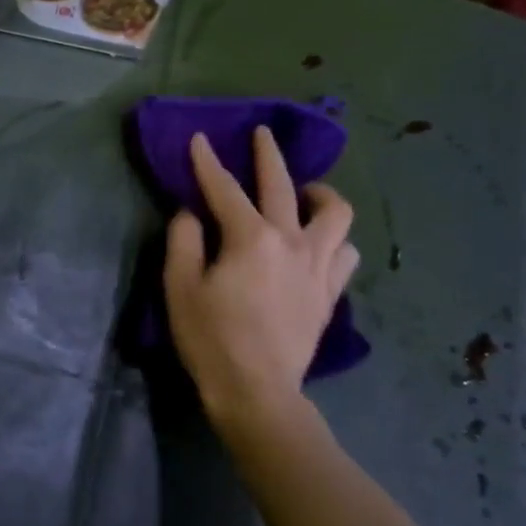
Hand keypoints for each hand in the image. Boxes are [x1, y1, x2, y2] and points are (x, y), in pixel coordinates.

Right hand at [163, 127, 357, 440]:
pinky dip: (334, 240)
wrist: (257, 390)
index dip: (208, 162)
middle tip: (263, 135)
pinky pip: (345, 253)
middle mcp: (292, 241)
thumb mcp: (180, 287)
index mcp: (251, 238)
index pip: (225, 189)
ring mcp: (318, 267)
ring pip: (336, 215)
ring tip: (305, 195)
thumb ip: (184, 241)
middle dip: (269, 155)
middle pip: (284, 186)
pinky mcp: (329, 292)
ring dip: (319, 196)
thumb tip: (192, 214)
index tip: (200, 139)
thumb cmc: (211, 339)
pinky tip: (320, 244)